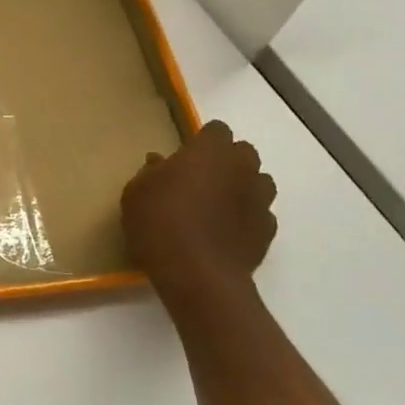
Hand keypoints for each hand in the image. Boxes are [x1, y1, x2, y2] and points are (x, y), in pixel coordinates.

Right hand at [121, 122, 277, 305]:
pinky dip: (246, 218)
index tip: (184, 156)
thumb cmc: (159, 222)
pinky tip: (226, 232)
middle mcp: (242, 168)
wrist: (197, 274)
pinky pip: (260, 214)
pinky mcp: (268, 231)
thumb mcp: (136, 192)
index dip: (202, 140)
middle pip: (243, 152)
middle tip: (200, 179)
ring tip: (216, 205)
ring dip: (242, 187)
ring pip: (258, 182)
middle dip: (226, 161)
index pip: (217, 129)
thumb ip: (151, 172)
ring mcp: (260, 200)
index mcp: (210, 151)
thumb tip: (159, 162)